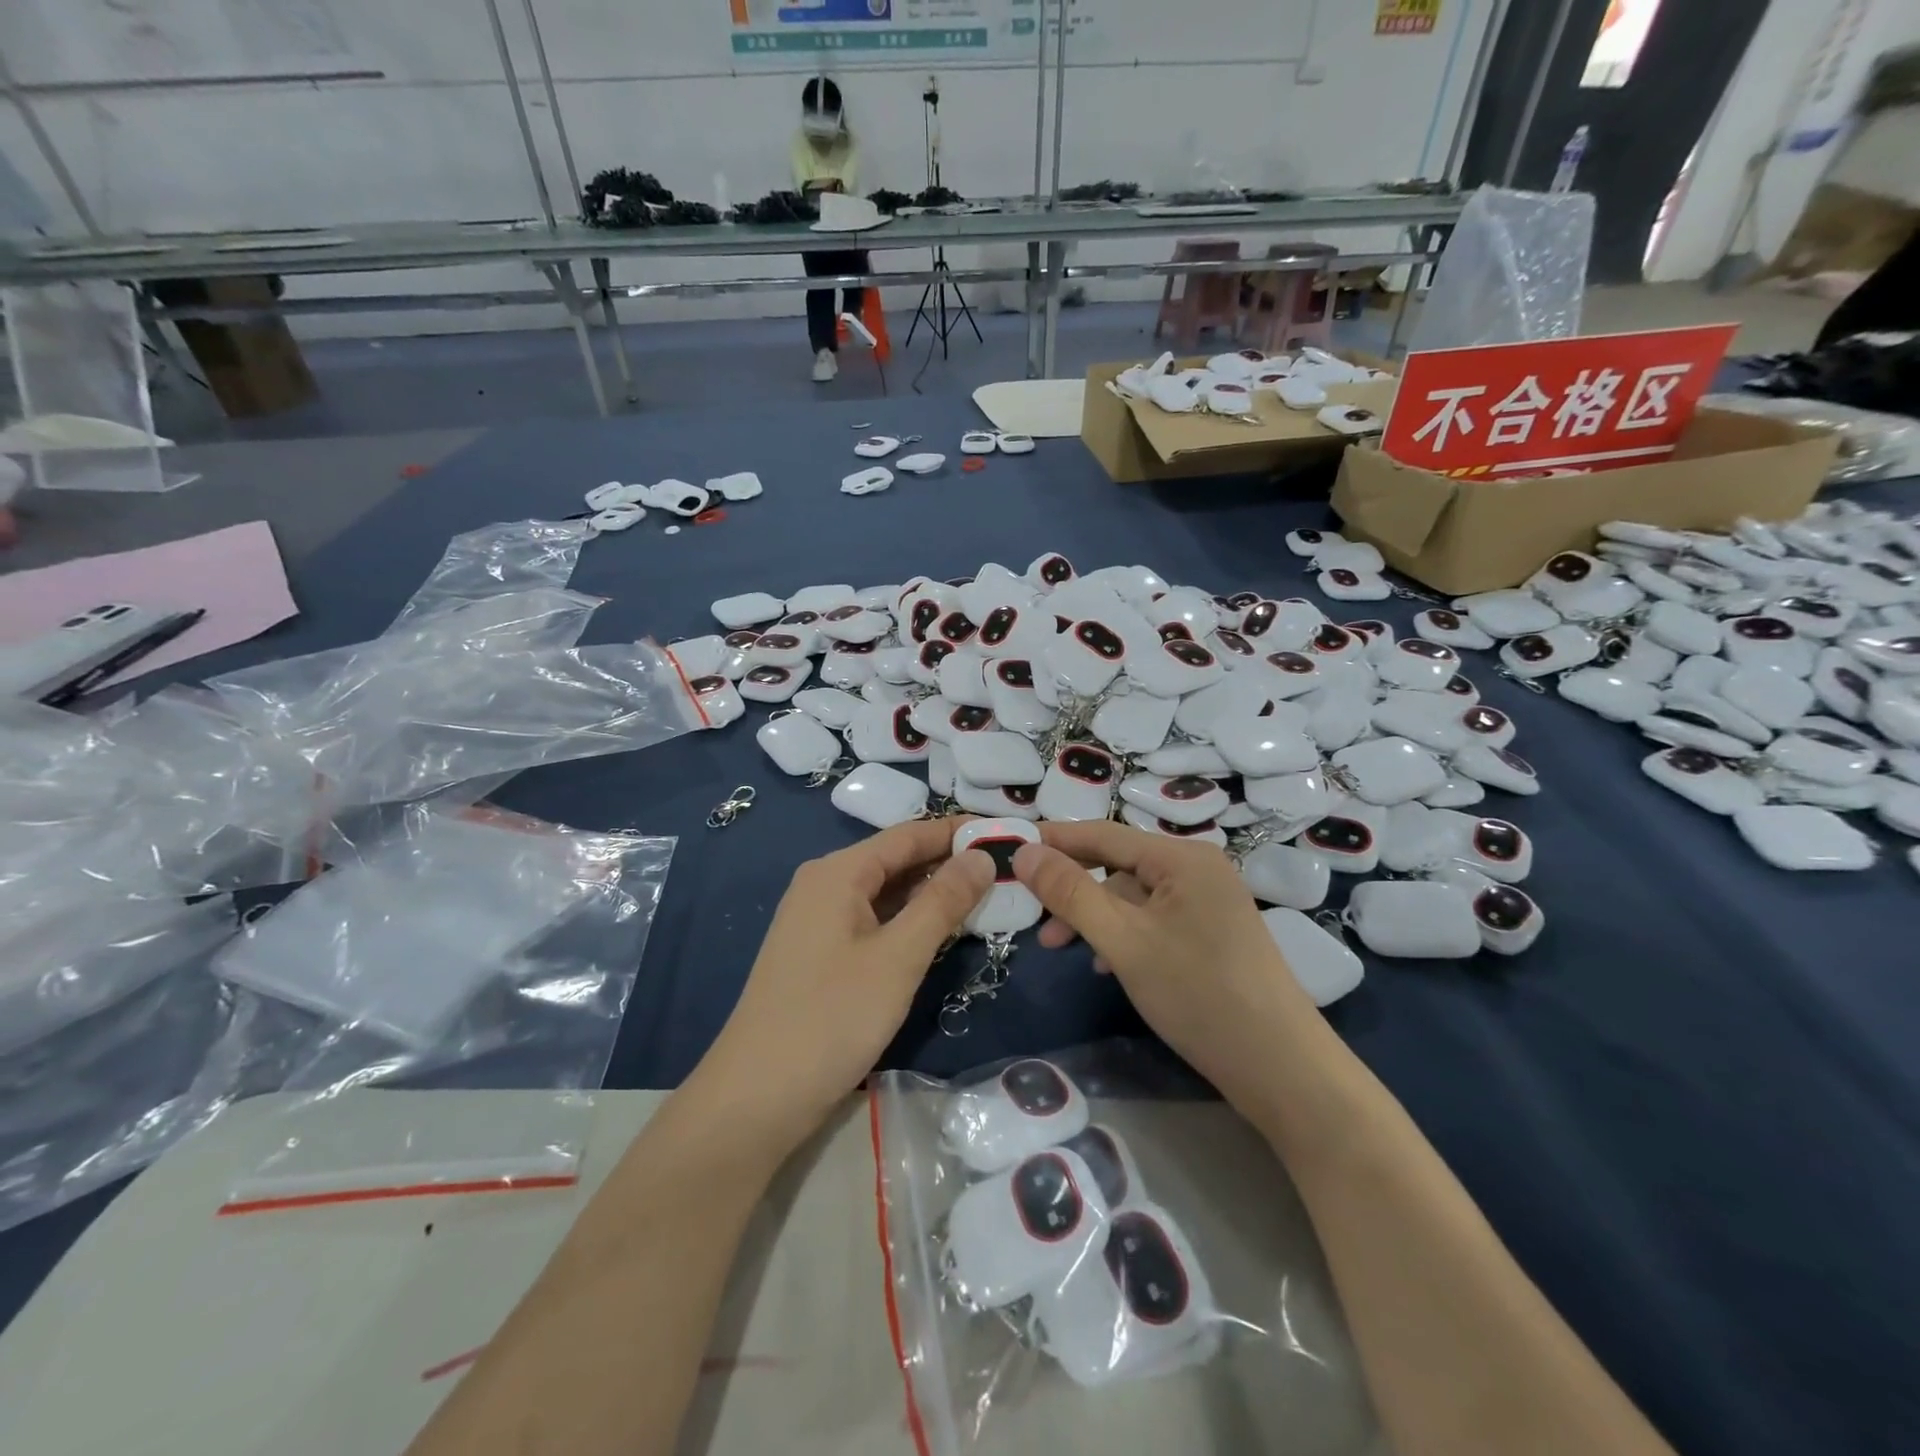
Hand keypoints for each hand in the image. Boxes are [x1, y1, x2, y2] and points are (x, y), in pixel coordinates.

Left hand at [699, 818, 991, 1148]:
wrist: (757, 1096)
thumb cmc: (833, 1017)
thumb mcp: (899, 957)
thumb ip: (943, 902)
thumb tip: (981, 857)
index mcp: (838, 872)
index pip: (908, 835)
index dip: (956, 832)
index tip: (1004, 835)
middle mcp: (823, 884)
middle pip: (895, 860)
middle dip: (947, 863)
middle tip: (1004, 869)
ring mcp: (817, 919)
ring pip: (884, 892)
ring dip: (930, 894)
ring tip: (984, 896)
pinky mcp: (819, 952)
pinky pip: (871, 919)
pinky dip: (907, 920)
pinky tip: (939, 932)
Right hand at [1013, 821, 1316, 1106]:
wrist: (1282, 1069)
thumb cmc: (1198, 994)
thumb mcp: (1123, 941)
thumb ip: (1070, 893)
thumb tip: (1024, 852)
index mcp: (1182, 857)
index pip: (1103, 834)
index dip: (1054, 839)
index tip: (1008, 846)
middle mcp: (1198, 868)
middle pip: (1117, 865)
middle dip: (1072, 889)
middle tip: (1030, 915)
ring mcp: (1209, 902)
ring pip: (1133, 897)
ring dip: (1094, 917)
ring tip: (1059, 949)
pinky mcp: (1212, 933)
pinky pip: (1153, 920)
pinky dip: (1122, 935)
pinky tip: (1104, 965)